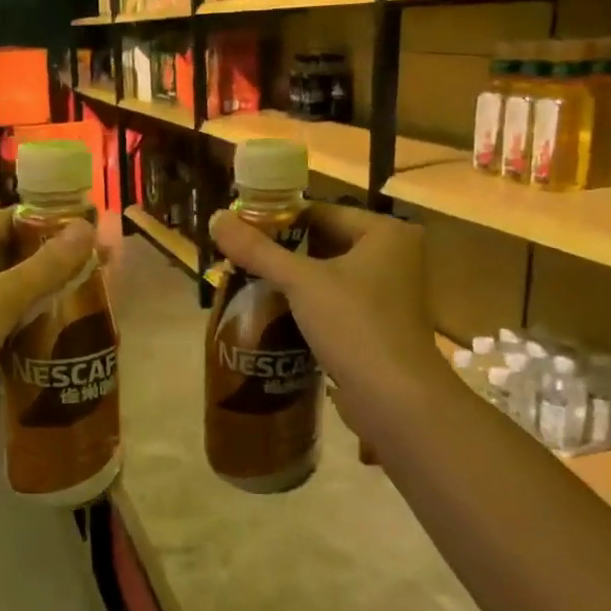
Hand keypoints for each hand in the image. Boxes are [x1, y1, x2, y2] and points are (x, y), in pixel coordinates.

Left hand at [0, 207, 97, 454]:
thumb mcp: (0, 296)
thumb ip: (47, 265)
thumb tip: (87, 226)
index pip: (17, 219)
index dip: (57, 223)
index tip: (99, 235)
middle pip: (21, 256)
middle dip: (62, 264)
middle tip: (109, 273)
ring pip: (20, 294)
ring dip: (53, 299)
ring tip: (100, 304)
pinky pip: (13, 326)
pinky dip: (38, 329)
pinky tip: (73, 338)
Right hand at [208, 202, 448, 443]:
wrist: (395, 399)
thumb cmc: (355, 326)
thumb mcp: (301, 282)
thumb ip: (257, 250)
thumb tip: (215, 218)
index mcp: (385, 233)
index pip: (321, 212)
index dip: (278, 220)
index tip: (240, 231)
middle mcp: (393, 256)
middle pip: (324, 243)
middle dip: (282, 253)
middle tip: (239, 258)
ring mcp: (388, 294)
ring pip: (328, 276)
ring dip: (292, 281)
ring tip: (248, 283)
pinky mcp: (378, 326)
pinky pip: (334, 304)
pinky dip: (307, 306)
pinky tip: (273, 313)